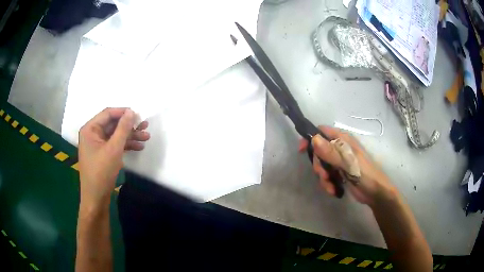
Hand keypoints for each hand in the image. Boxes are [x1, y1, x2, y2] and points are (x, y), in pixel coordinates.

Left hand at [78, 108, 149, 209]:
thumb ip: (123, 128)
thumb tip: (132, 111)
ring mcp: (97, 145)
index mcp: (90, 129)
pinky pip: (114, 145)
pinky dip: (125, 145)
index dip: (123, 112)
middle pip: (113, 124)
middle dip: (129, 126)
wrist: (96, 198)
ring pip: (115, 135)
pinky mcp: (102, 154)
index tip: (139, 115)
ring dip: (130, 136)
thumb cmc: (101, 172)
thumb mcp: (114, 148)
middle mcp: (92, 134)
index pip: (108, 113)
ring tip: (146, 137)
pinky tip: (138, 147)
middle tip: (145, 126)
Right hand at [299, 126, 396, 206]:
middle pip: (318, 151)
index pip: (321, 132)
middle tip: (324, 175)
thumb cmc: (365, 174)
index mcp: (343, 140)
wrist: (375, 193)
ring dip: (323, 177)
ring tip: (331, 185)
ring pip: (321, 165)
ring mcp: (339, 161)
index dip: (310, 138)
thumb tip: (313, 139)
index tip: (302, 150)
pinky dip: (327, 183)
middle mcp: (339, 148)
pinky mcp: (339, 172)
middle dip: (318, 165)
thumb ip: (331, 152)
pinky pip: (326, 175)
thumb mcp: (348, 163)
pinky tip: (334, 190)